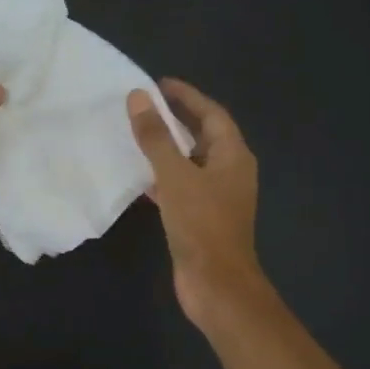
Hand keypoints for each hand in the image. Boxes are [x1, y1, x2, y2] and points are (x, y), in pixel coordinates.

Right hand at [128, 79, 268, 329]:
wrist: (216, 285)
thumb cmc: (201, 225)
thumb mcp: (175, 176)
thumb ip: (156, 137)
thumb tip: (138, 97)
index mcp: (233, 156)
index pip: (212, 114)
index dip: (187, 96)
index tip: (159, 83)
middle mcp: (229, 172)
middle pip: (202, 136)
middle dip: (176, 120)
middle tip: (144, 106)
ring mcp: (216, 197)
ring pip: (189, 163)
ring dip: (167, 149)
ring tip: (137, 135)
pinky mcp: (200, 218)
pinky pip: (180, 187)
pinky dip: (162, 178)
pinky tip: (138, 177)